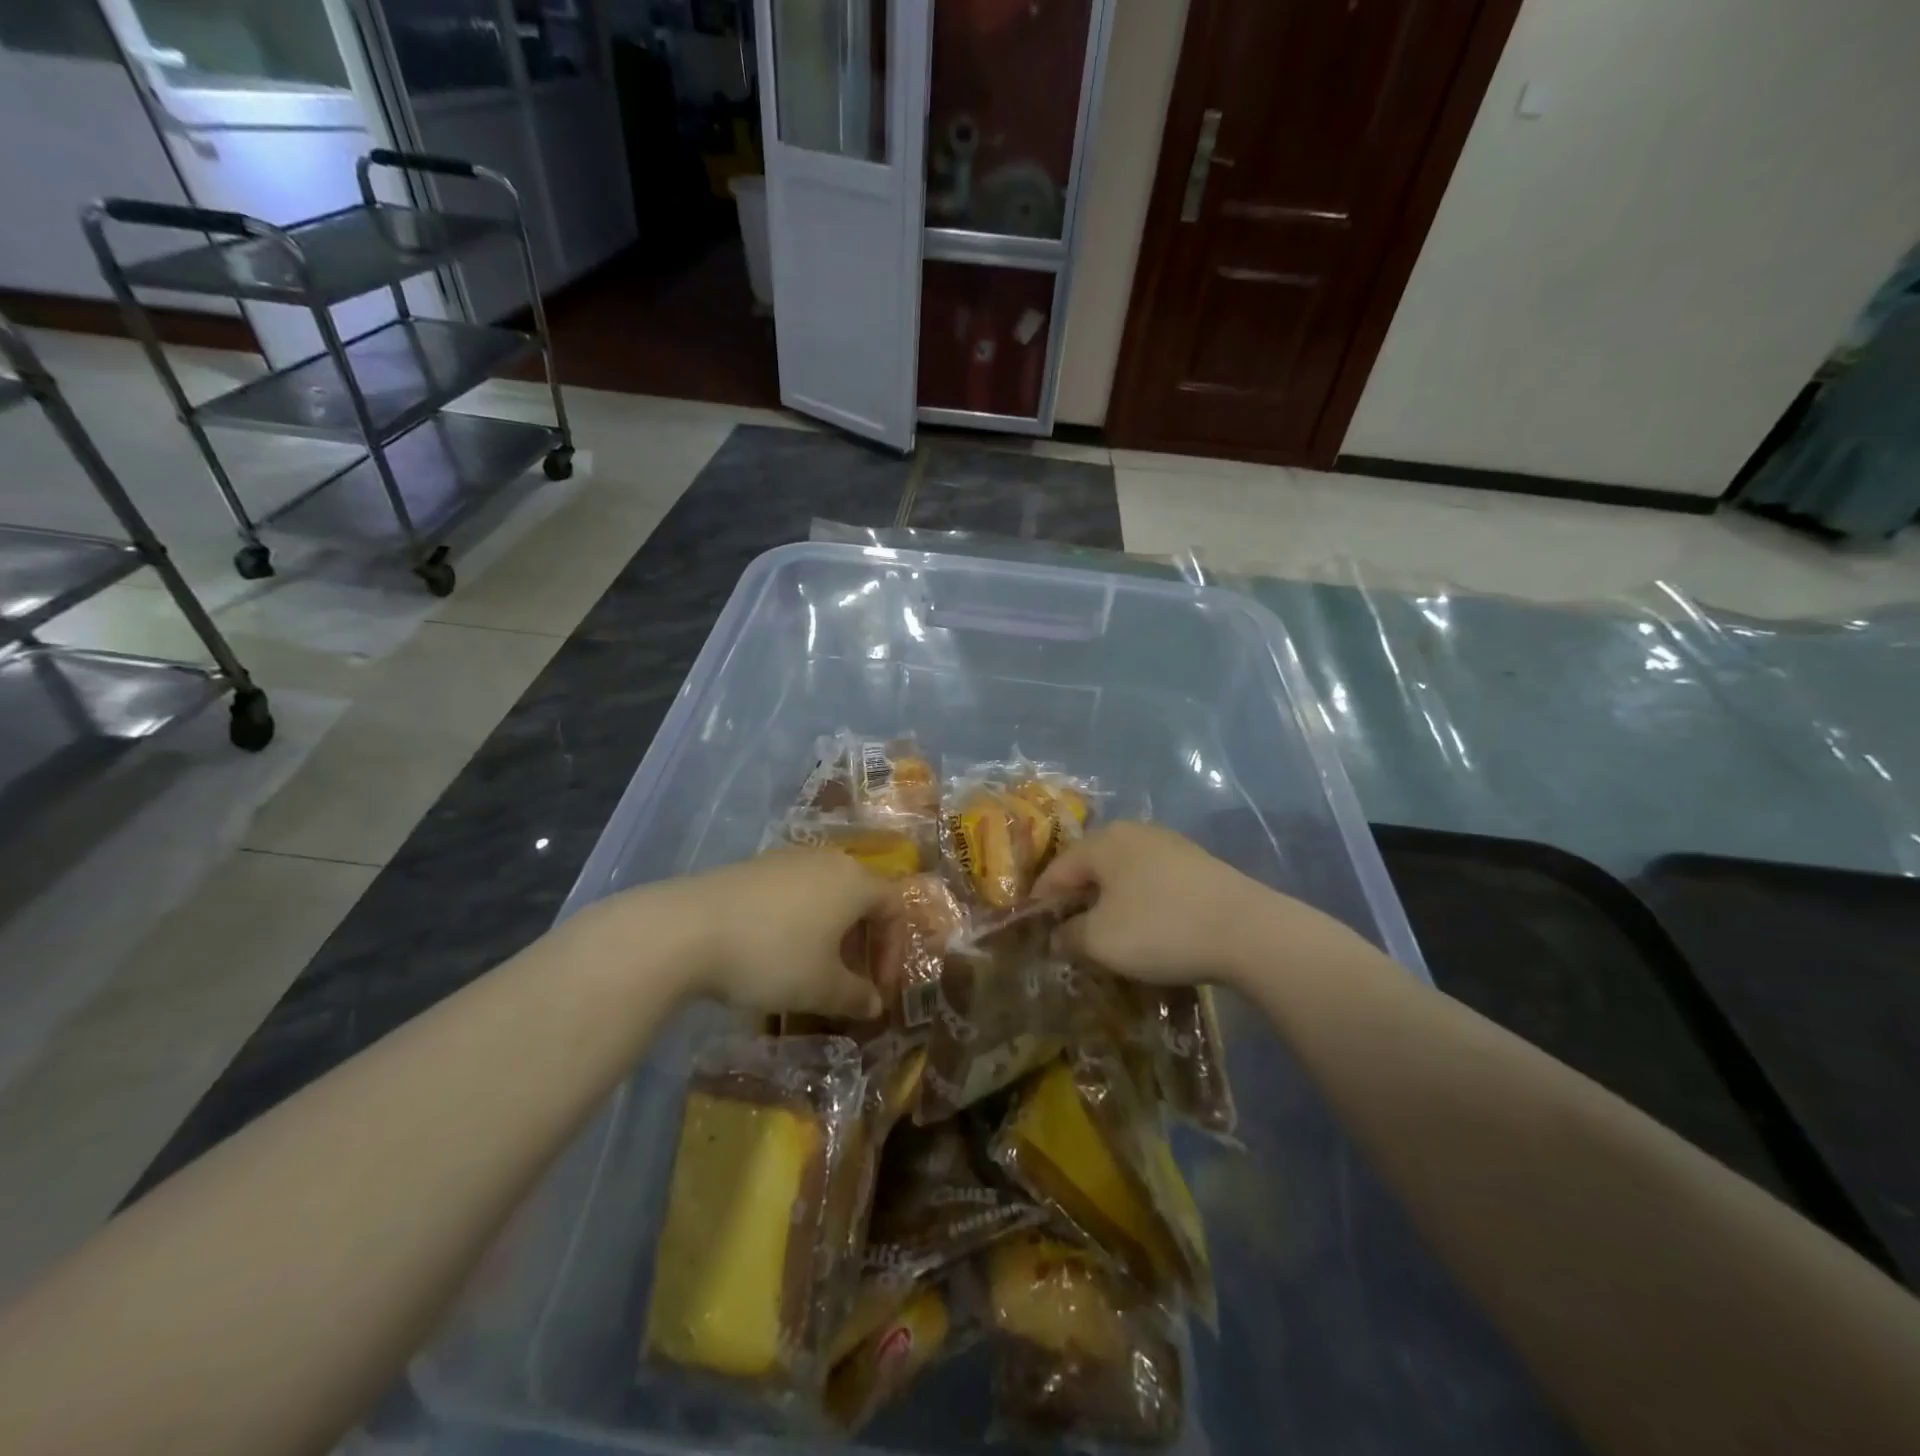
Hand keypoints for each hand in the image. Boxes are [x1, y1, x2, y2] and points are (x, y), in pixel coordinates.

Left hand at [667, 850, 890, 1018]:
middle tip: (850, 981)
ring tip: (812, 970)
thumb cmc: (772, 955)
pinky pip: (793, 893)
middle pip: (860, 897)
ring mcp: (787, 859)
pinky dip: (799, 922)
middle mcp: (827, 861)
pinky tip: (774, 952)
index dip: (894, 949)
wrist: (687, 929)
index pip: (894, 906)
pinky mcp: (754, 868)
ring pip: (825, 895)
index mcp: (854, 881)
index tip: (879, 988)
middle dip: (862, 943)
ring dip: (830, 933)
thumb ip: (856, 997)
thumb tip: (875, 1004)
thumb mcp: (821, 987)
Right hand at [1032, 822, 1272, 984]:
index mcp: (1104, 842)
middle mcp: (1134, 832)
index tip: (1031, 929)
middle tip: (1067, 932)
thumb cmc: (1160, 929)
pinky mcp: (1197, 864)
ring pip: (1123, 873)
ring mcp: (1169, 845)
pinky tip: (1146, 926)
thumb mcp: (1101, 940)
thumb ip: (1069, 936)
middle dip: (1076, 899)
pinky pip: (1152, 881)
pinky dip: (1139, 902)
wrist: (1248, 931)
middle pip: (1091, 867)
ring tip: (1105, 933)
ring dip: (1109, 901)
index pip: (1057, 869)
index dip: (1040, 900)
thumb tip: (1056, 936)